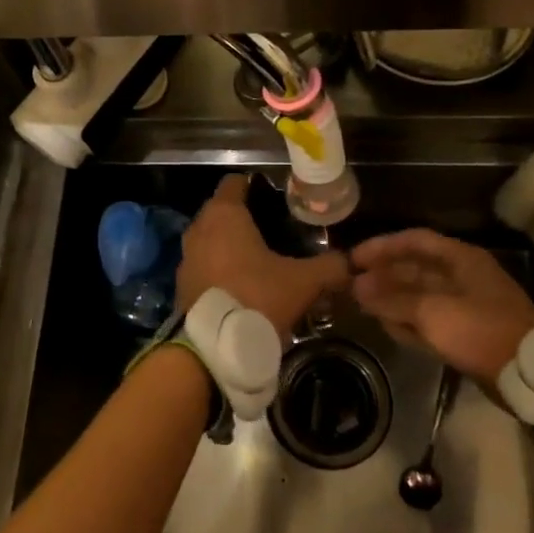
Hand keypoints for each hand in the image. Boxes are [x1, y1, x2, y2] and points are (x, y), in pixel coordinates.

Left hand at [177, 175, 349, 335]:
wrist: (213, 350)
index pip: (236, 182)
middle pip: (224, 211)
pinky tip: (245, 288)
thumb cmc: (257, 298)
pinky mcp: (182, 286)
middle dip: (248, 219)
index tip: (280, 201)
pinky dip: (221, 271)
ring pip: (212, 240)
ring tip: (264, 263)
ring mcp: (186, 258)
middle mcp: (199, 229)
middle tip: (278, 233)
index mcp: (224, 214)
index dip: (258, 186)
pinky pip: (205, 267)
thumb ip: (330, 267)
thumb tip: (351, 262)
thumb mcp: (303, 282)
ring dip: (232, 247)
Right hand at [351, 229, 533, 382]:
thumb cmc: (480, 330)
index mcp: (460, 259)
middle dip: (384, 275)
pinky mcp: (466, 332)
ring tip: (362, 304)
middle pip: (415, 268)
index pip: (414, 240)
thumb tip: (358, 287)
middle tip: (353, 285)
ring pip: (420, 295)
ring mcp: (465, 305)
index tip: (354, 258)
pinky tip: (385, 325)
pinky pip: (429, 320)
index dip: (382, 246)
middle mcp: (462, 276)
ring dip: (392, 299)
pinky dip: (408, 321)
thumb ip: (392, 299)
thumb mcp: (432, 312)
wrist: (529, 374)